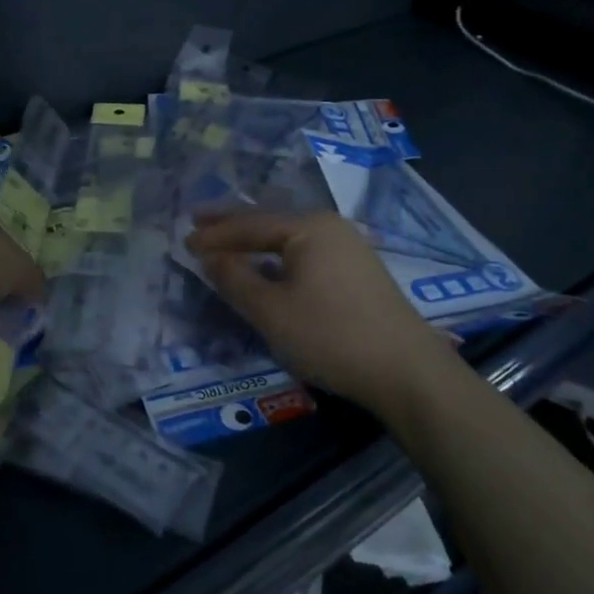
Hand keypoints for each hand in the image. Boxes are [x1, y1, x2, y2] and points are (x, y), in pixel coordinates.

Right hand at [186, 209, 443, 405]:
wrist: (409, 373)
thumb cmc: (332, 336)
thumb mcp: (271, 311)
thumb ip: (235, 280)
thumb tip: (209, 256)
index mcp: (308, 227)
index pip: (249, 224)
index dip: (214, 234)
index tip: (183, 241)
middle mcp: (330, 227)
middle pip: (270, 221)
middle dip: (232, 224)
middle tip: (197, 220)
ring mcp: (349, 248)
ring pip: (289, 238)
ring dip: (255, 241)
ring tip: (226, 242)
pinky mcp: (359, 272)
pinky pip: (306, 252)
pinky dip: (277, 256)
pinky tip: (268, 265)